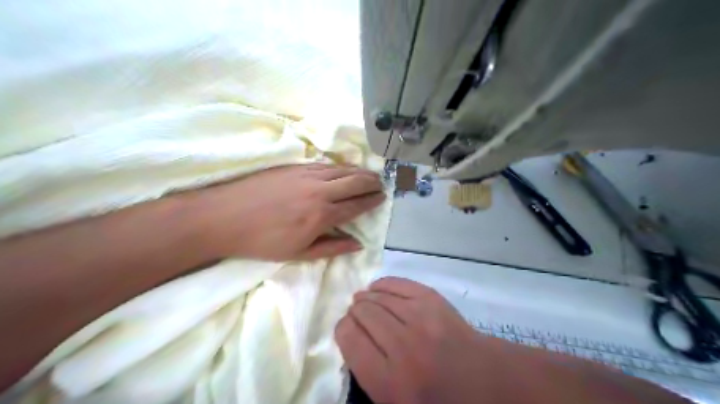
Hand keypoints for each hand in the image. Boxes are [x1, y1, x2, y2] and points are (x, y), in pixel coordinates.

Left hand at [188, 164, 384, 261]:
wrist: (224, 217)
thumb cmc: (262, 241)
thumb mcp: (299, 253)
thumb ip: (332, 247)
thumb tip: (358, 244)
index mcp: (322, 215)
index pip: (356, 205)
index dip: (372, 200)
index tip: (382, 197)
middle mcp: (320, 190)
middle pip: (355, 181)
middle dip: (371, 182)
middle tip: (380, 183)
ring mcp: (306, 175)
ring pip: (342, 169)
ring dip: (359, 171)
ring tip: (369, 174)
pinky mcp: (294, 166)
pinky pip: (325, 164)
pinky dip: (340, 166)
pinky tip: (343, 168)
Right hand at [336, 278, 495, 403]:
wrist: (483, 380)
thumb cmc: (436, 397)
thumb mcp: (393, 400)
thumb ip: (366, 372)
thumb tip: (349, 335)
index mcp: (389, 381)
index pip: (349, 338)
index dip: (343, 329)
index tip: (347, 329)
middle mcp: (402, 345)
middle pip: (363, 313)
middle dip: (354, 312)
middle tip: (357, 315)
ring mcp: (420, 317)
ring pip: (378, 296)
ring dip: (366, 297)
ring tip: (364, 300)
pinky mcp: (432, 299)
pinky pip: (398, 283)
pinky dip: (384, 284)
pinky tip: (378, 288)